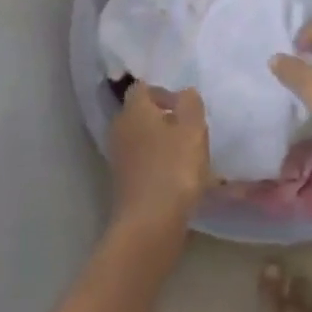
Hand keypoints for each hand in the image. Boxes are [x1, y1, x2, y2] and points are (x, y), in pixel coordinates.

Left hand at [110, 83, 210, 232]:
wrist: (150, 223)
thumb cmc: (174, 168)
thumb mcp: (192, 130)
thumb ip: (190, 104)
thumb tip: (185, 93)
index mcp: (134, 109)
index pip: (143, 87)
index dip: (164, 92)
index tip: (185, 107)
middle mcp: (120, 128)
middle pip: (141, 113)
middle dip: (165, 118)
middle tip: (190, 130)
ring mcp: (118, 157)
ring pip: (142, 139)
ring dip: (163, 142)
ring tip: (189, 156)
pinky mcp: (123, 182)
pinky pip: (142, 162)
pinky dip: (158, 164)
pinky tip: (178, 178)